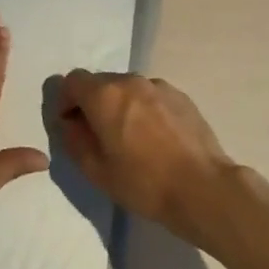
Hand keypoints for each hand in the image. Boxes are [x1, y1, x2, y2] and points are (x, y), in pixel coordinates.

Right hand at [56, 72, 239, 244]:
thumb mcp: (96, 170)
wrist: (202, 187)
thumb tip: (70, 123)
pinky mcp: (181, 96)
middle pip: (100, 82)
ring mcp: (159, 86)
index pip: (73, 81)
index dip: (66, 100)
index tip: (70, 124)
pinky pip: (151, 96)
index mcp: (105, 95)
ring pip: (127, 88)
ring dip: (120, 105)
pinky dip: (144, 109)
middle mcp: (130, 81)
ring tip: (130, 138)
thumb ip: (74, 140)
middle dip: (92, 103)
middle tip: (98, 135)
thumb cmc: (143, 182)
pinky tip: (155, 138)